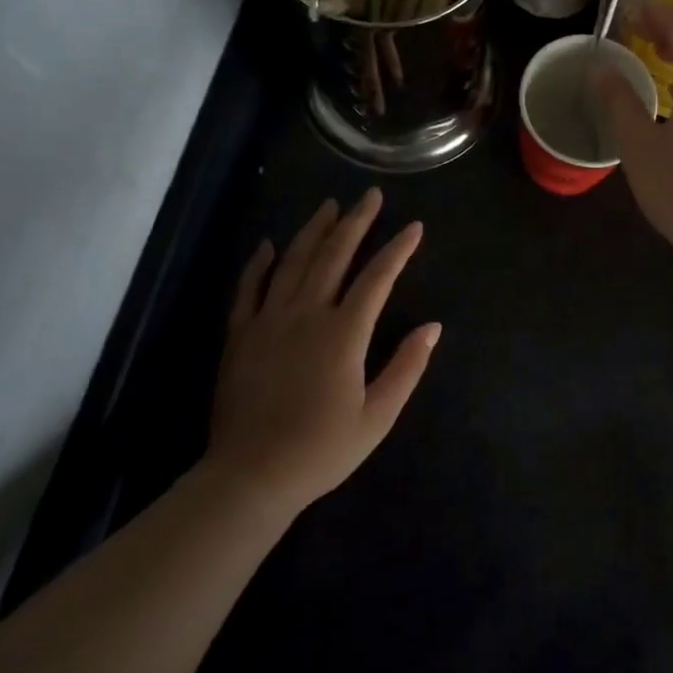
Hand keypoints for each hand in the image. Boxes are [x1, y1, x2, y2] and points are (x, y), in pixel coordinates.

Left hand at [207, 189, 439, 511]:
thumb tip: (432, 327)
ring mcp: (268, 321)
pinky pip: (249, 289)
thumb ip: (406, 367)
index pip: (377, 278)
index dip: (398, 249)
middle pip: (333, 256)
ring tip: (330, 205)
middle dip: (356, 222)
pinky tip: (270, 244)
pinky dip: (260, 263)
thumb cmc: (321, 450)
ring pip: (293, 262)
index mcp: (343, 334)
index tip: (415, 227)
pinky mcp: (240, 336)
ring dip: (314, 230)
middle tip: (371, 195)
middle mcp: (306, 315)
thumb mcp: (377, 417)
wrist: (250, 478)